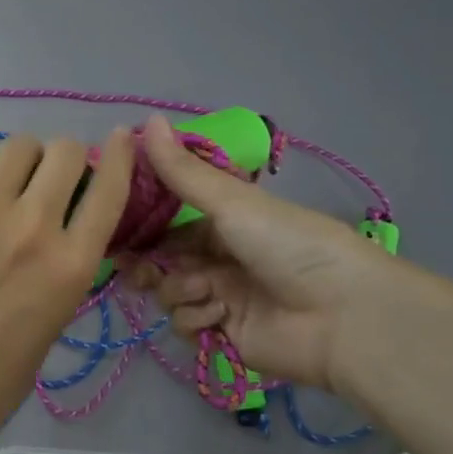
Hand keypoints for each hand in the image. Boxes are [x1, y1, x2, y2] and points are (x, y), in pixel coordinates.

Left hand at [0, 128, 136, 452]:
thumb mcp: (50, 330)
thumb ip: (61, 278)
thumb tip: (57, 243)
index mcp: (71, 265)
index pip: (111, 189)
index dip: (123, 155)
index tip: (123, 137)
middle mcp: (34, 227)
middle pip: (66, 151)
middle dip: (68, 159)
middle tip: (52, 182)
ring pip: (18, 146)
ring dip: (23, 159)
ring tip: (9, 183)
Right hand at [124, 115, 420, 392]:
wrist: (341, 316)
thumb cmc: (288, 245)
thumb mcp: (232, 202)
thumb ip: (182, 171)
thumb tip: (146, 119)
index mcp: (225, 220)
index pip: (169, 218)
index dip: (140, 221)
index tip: (111, 222)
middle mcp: (219, 256)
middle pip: (162, 258)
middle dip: (146, 261)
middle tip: (132, 266)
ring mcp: (220, 296)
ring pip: (169, 291)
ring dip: (179, 289)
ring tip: (204, 290)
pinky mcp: (222, 334)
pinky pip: (185, 323)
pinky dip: (196, 317)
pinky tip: (219, 314)